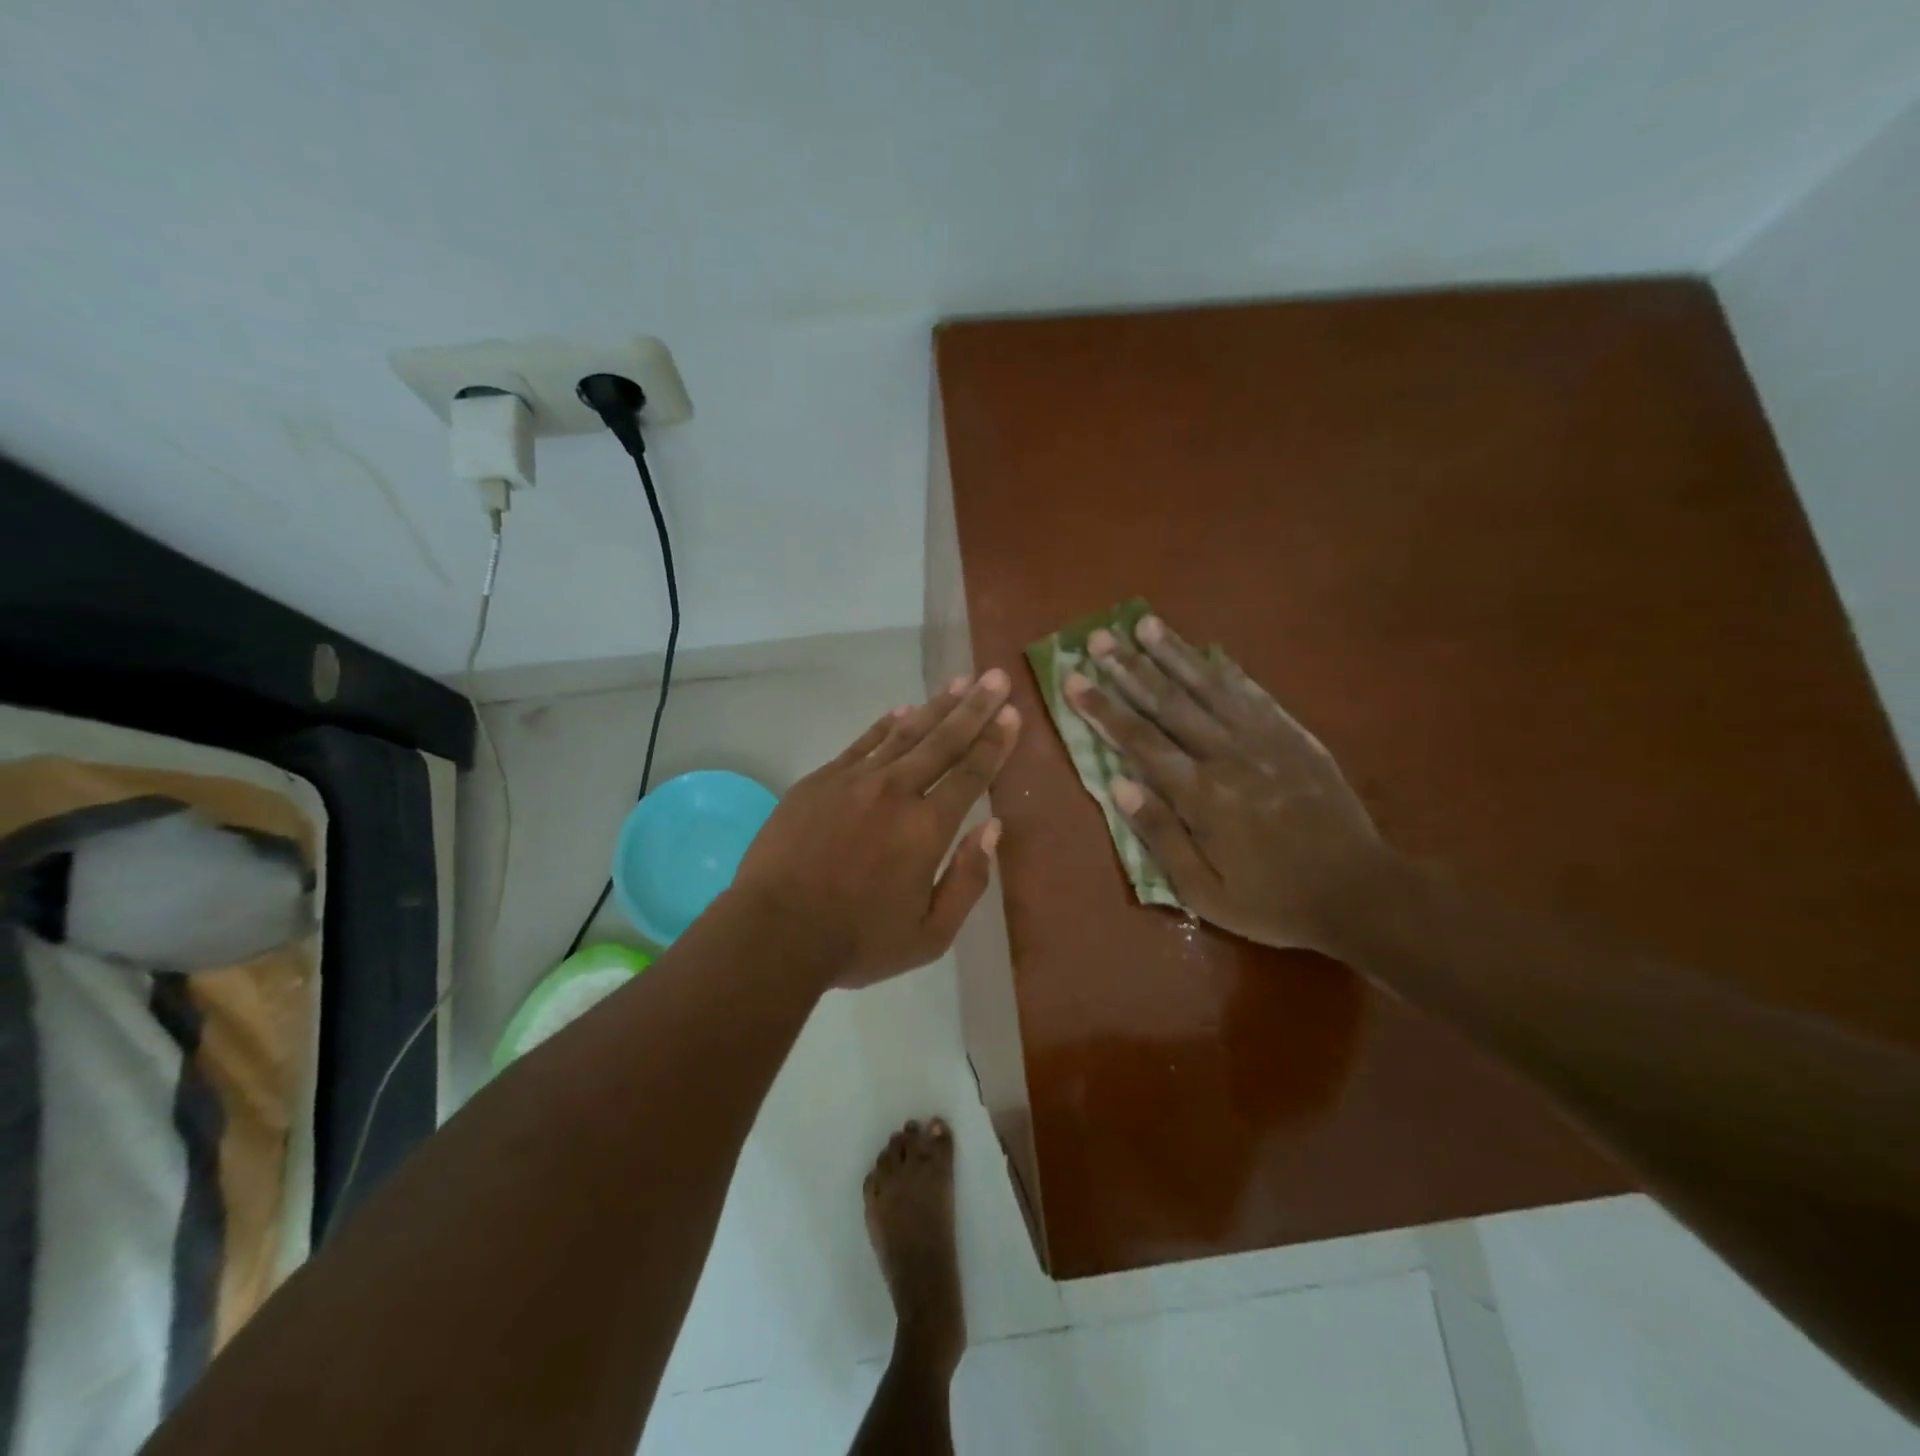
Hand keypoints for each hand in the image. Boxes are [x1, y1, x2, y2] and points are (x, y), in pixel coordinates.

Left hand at [732, 670, 1020, 987]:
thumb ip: (968, 879)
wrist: (775, 932)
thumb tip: (992, 828)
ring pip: (905, 733)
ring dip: (936, 706)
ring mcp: (854, 781)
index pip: (971, 774)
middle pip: (943, 741)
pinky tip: (902, 709)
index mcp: (927, 829)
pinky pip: (862, 743)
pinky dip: (886, 724)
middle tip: (995, 677)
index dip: (994, 743)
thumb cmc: (858, 941)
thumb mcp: (931, 934)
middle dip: (975, 707)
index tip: (1011, 714)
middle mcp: (896, 792)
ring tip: (960, 682)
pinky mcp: (821, 780)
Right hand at [1064, 616, 1386, 953]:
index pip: (1140, 741)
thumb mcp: (1205, 892)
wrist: (1361, 894)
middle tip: (1098, 639)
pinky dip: (1228, 672)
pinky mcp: (1295, 738)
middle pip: (1169, 703)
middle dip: (1129, 668)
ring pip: (1210, 688)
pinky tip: (1209, 653)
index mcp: (1201, 796)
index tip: (1073, 679)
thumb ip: (1161, 836)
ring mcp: (1266, 741)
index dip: (1103, 708)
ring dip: (1174, 654)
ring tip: (1145, 624)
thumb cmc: (1273, 901)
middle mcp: (1229, 756)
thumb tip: (1118, 786)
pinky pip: (1255, 696)